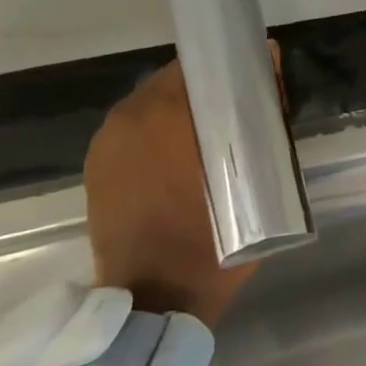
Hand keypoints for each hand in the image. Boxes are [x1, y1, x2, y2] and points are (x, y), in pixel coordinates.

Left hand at [83, 58, 265, 326]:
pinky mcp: (96, 167)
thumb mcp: (254, 179)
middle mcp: (128, 119)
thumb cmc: (213, 240)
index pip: (200, 67)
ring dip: (180, 111)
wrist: (154, 298)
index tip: (256, 79)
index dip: (231, 69)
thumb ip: (263, 120)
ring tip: (211, 135)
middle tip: (239, 110)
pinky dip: (157, 133)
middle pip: (172, 82)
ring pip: (149, 105)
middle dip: (206, 91)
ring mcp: (106, 143)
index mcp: (166, 116)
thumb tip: (269, 73)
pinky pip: (133, 131)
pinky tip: (181, 157)